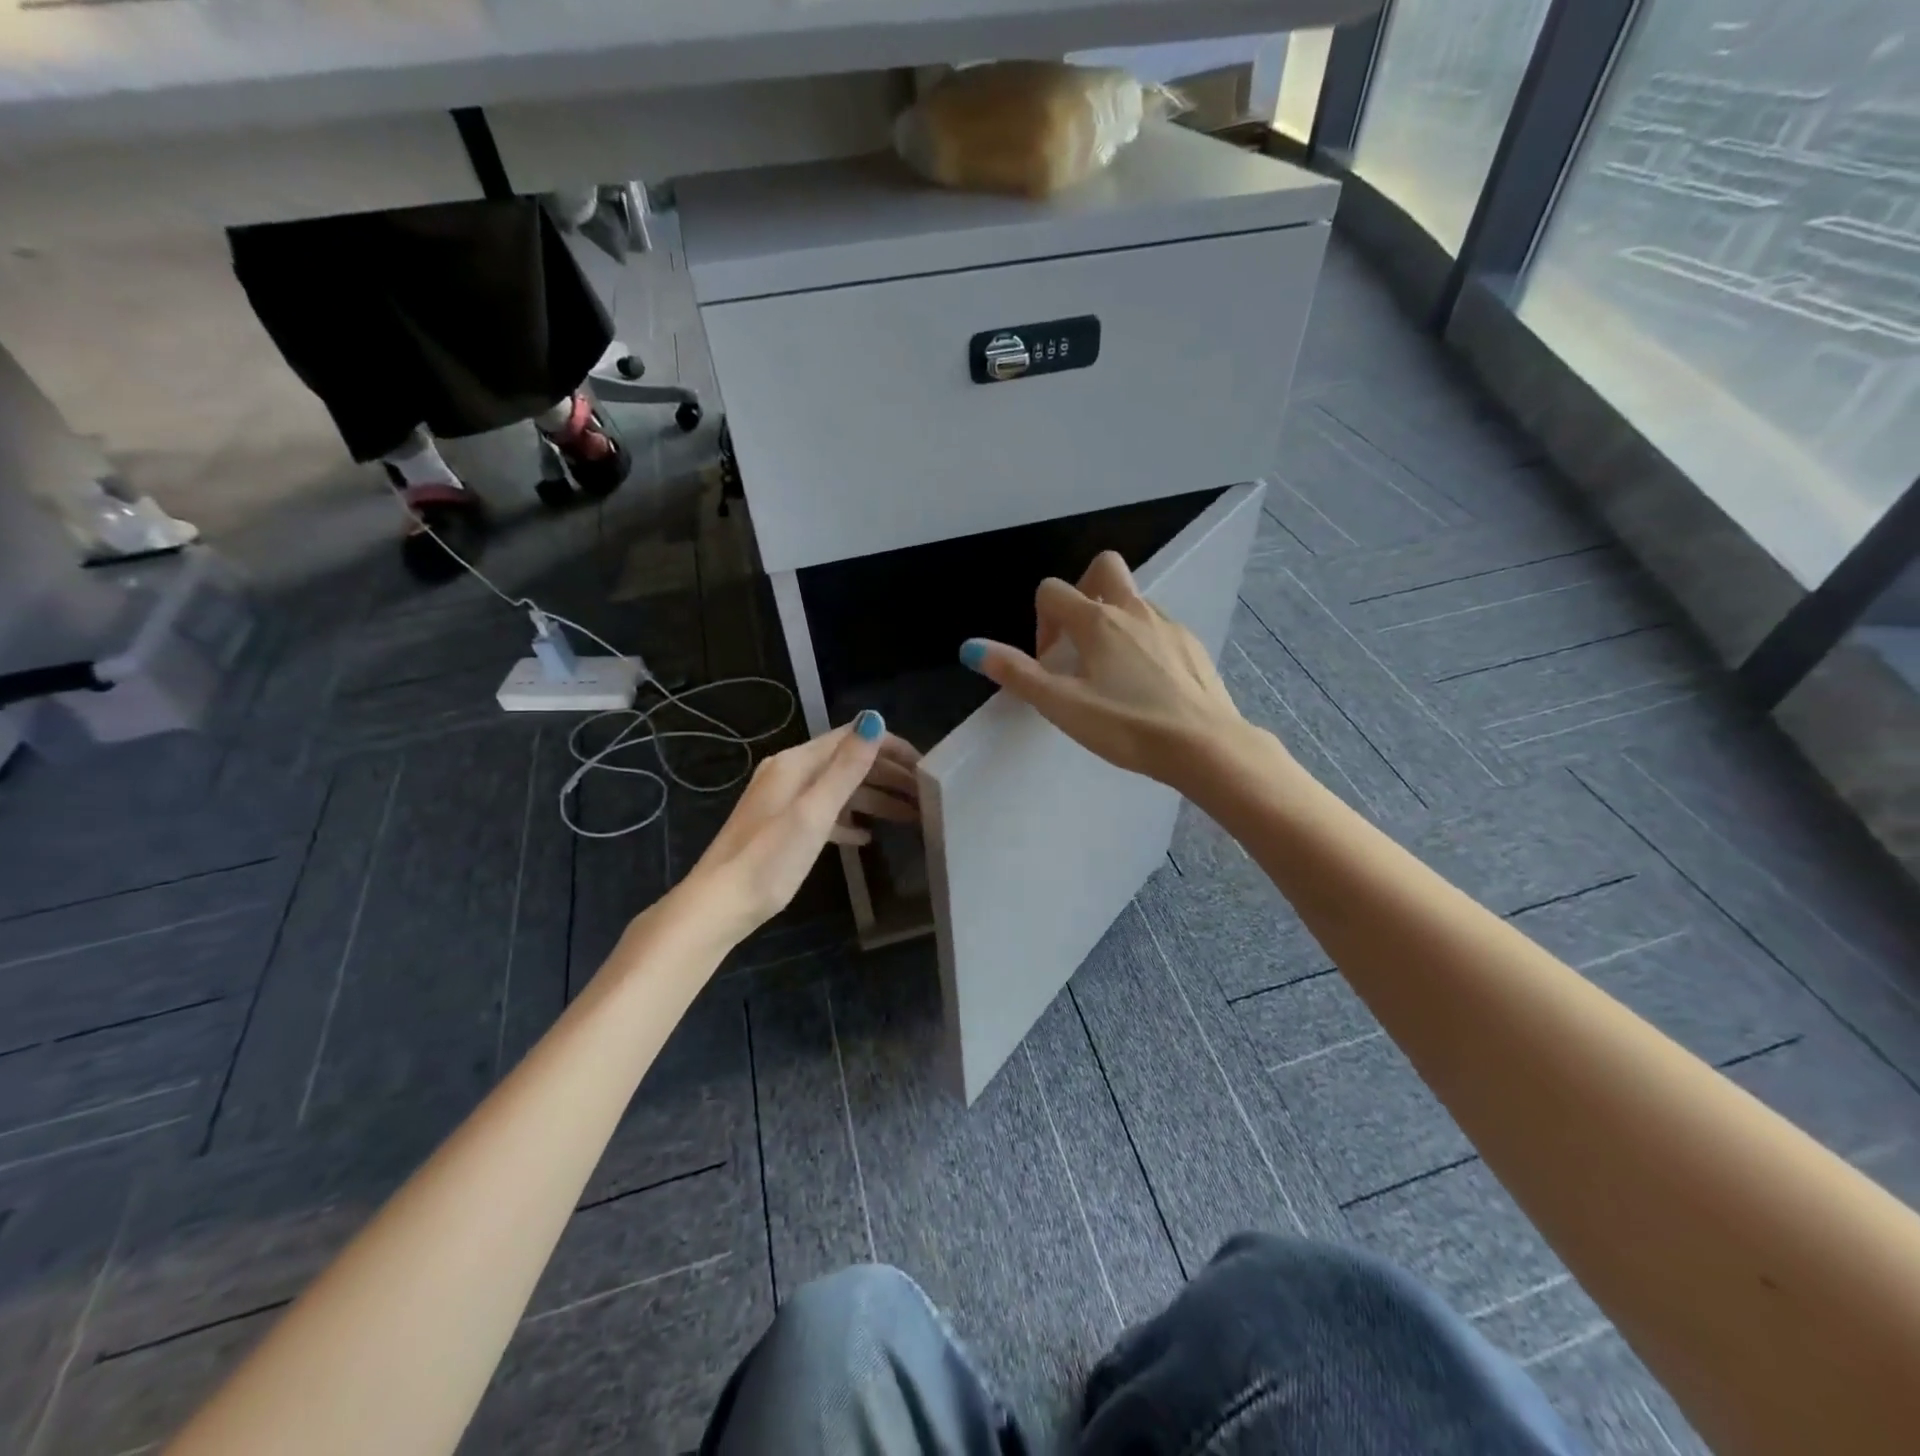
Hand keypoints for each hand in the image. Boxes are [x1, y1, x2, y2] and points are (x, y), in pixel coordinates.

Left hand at [683, 713, 920, 939]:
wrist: (720, 904)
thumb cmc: (770, 859)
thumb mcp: (814, 812)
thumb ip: (846, 767)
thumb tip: (874, 719)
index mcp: (797, 763)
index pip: (852, 738)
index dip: (891, 747)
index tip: (926, 767)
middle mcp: (790, 773)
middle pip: (848, 763)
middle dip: (888, 775)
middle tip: (926, 795)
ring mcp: (784, 800)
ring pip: (839, 789)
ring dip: (875, 799)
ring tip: (910, 817)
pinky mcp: (782, 826)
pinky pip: (825, 812)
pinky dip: (849, 820)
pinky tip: (866, 838)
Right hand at [959, 551, 1248, 791]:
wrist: (1205, 746)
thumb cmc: (1127, 726)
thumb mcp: (1062, 705)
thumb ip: (1017, 674)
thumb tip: (971, 647)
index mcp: (1098, 621)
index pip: (1053, 591)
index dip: (1040, 620)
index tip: (1048, 661)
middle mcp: (1134, 611)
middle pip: (1103, 569)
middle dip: (1082, 593)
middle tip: (1077, 641)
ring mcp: (1169, 625)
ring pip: (1133, 601)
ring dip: (1113, 622)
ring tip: (1109, 673)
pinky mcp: (1192, 645)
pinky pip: (1159, 627)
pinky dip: (1142, 642)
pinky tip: (1145, 685)